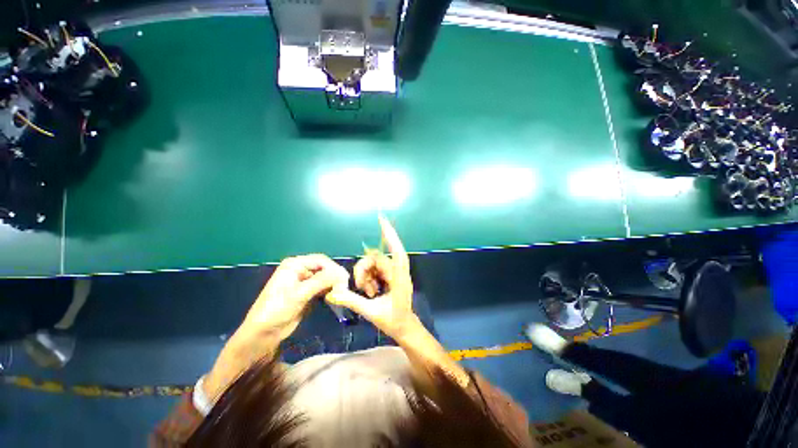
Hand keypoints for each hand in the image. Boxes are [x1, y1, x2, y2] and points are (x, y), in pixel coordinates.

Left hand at [239, 254, 349, 339]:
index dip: (334, 268)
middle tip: (344, 288)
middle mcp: (300, 270)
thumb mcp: (299, 294)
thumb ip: (321, 281)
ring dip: (333, 284)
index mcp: (295, 264)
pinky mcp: (307, 293)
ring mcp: (304, 281)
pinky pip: (323, 287)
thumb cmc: (277, 310)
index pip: (321, 260)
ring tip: (340, 293)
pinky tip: (334, 297)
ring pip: (325, 278)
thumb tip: (342, 273)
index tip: (345, 280)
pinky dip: (329, 291)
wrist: (263, 335)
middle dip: (334, 276)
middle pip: (324, 268)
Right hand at [326, 216, 418, 339]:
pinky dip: (369, 278)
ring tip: (368, 293)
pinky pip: (376, 269)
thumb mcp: (371, 312)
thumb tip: (333, 293)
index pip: (395, 251)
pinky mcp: (391, 276)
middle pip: (376, 259)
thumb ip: (352, 301)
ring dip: (366, 276)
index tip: (382, 219)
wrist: (405, 328)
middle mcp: (398, 271)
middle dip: (364, 270)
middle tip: (360, 287)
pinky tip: (370, 291)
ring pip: (375, 264)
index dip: (389, 235)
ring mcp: (394, 273)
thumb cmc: (393, 321)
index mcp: (398, 277)